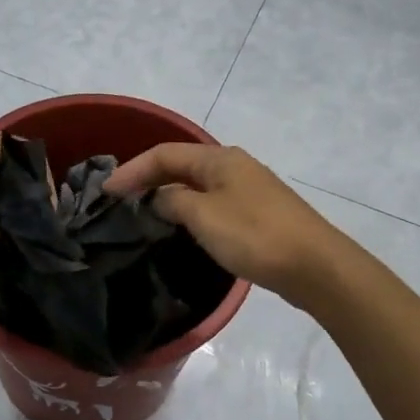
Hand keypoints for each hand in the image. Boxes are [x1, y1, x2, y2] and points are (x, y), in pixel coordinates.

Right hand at [105, 144, 349, 307]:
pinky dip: (189, 210)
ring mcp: (248, 189)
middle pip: (181, 165)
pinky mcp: (257, 213)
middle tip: (119, 202)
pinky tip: (181, 228)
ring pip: (197, 185)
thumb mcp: (204, 216)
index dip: (132, 170)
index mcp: (219, 159)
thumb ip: (173, 201)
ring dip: (168, 195)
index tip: (105, 192)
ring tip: (143, 215)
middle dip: (148, 179)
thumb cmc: (255, 236)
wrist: (315, 266)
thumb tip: (159, 198)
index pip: (164, 154)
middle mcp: (234, 166)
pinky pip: (212, 203)